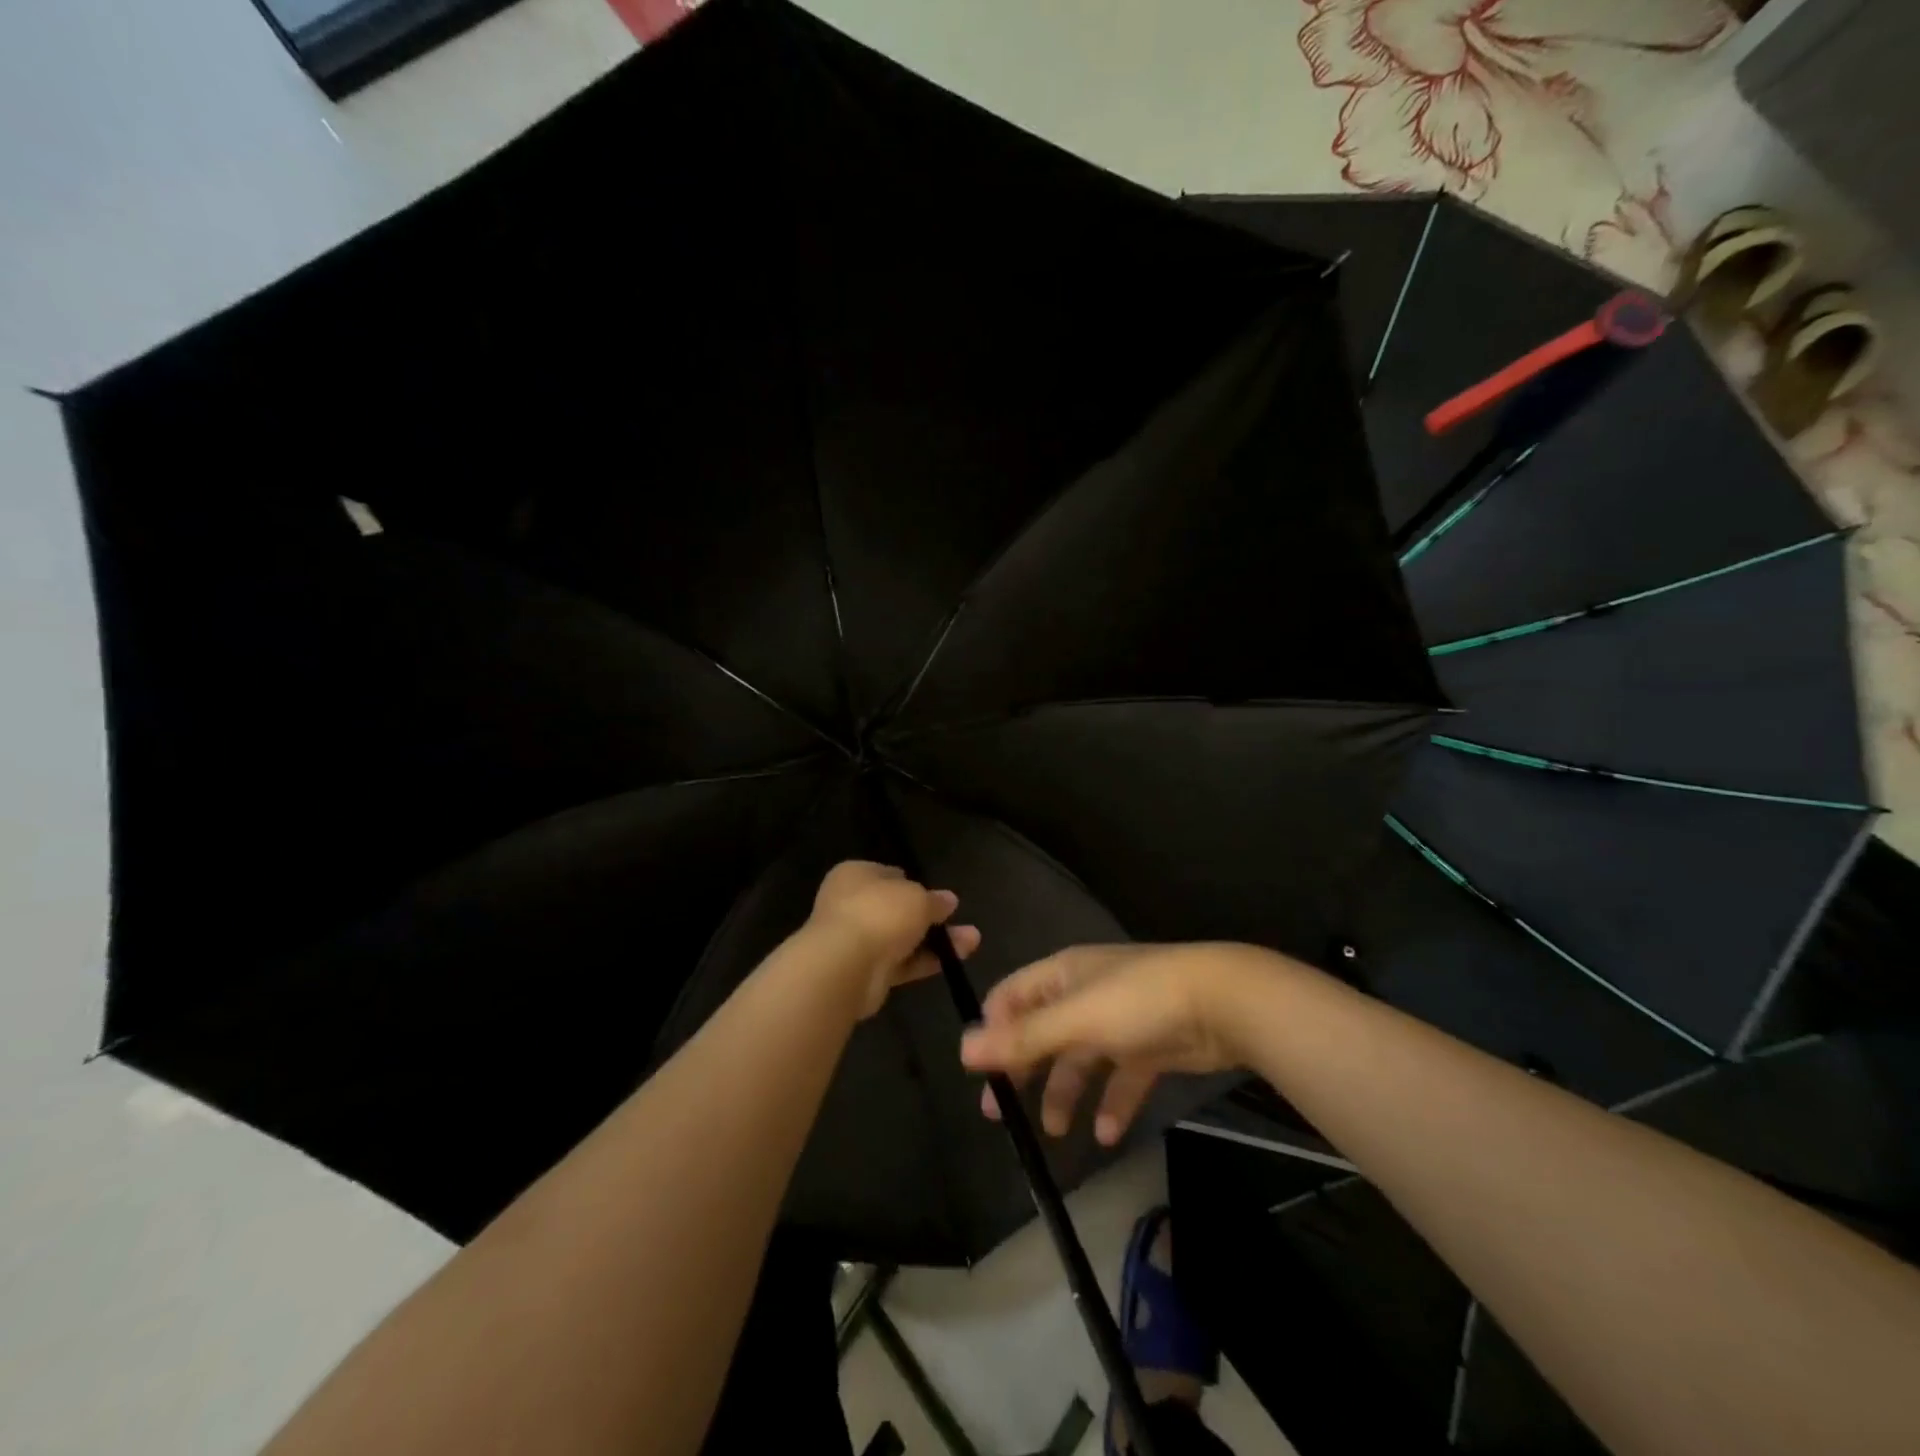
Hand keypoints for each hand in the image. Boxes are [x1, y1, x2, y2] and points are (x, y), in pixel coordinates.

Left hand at [807, 861, 979, 1019]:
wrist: (845, 966)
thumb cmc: (879, 913)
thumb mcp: (917, 897)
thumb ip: (934, 900)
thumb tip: (948, 900)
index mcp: (856, 875)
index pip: (888, 874)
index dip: (914, 883)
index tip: (938, 895)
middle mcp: (852, 904)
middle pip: (897, 908)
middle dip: (929, 915)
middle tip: (958, 918)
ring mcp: (858, 940)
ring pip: (903, 937)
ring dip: (936, 940)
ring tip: (972, 941)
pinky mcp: (866, 972)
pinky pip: (901, 963)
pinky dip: (925, 961)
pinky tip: (954, 960)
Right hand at [959, 943, 1278, 1145]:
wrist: (1224, 1003)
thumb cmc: (1139, 1001)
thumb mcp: (1077, 1017)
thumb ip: (1023, 1036)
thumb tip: (963, 1049)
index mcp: (1063, 974)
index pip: (1012, 996)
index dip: (992, 1030)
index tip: (978, 1073)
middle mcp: (1086, 994)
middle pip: (1042, 1032)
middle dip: (1022, 1069)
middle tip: (1000, 1113)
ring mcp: (1120, 1020)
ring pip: (1080, 1059)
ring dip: (1066, 1093)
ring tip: (1056, 1132)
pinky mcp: (1150, 1046)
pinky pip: (1121, 1077)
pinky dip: (1112, 1103)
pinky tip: (1109, 1134)